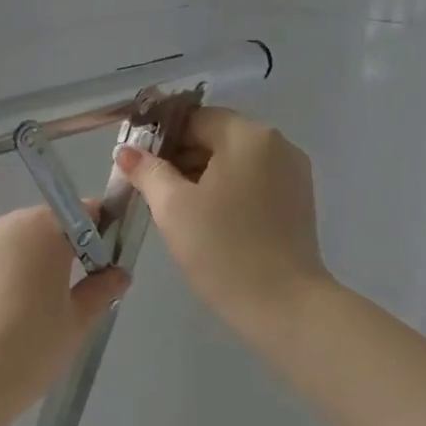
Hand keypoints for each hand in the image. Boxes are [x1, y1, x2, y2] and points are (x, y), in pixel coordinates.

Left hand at [0, 207, 128, 408]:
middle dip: (50, 247)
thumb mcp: (77, 322)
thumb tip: (119, 273)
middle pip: (38, 224)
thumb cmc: (32, 349)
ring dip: (12, 254)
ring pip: (1, 237)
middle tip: (53, 289)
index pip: (79, 213)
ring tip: (10, 300)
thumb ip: (101, 290)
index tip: (95, 259)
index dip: (93, 231)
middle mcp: (5, 223)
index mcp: (45, 230)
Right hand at [116, 108, 329, 342]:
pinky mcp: (298, 202)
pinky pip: (253, 182)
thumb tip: (127, 151)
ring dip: (201, 175)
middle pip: (217, 137)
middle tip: (149, 190)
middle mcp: (277, 145)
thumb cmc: (223, 250)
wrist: (283, 306)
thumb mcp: (173, 207)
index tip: (137, 165)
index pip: (195, 119)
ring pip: (235, 161)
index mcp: (249, 136)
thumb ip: (147, 171)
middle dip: (180, 157)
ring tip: (175, 209)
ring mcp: (293, 174)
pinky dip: (226, 191)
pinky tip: (207, 220)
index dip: (161, 138)